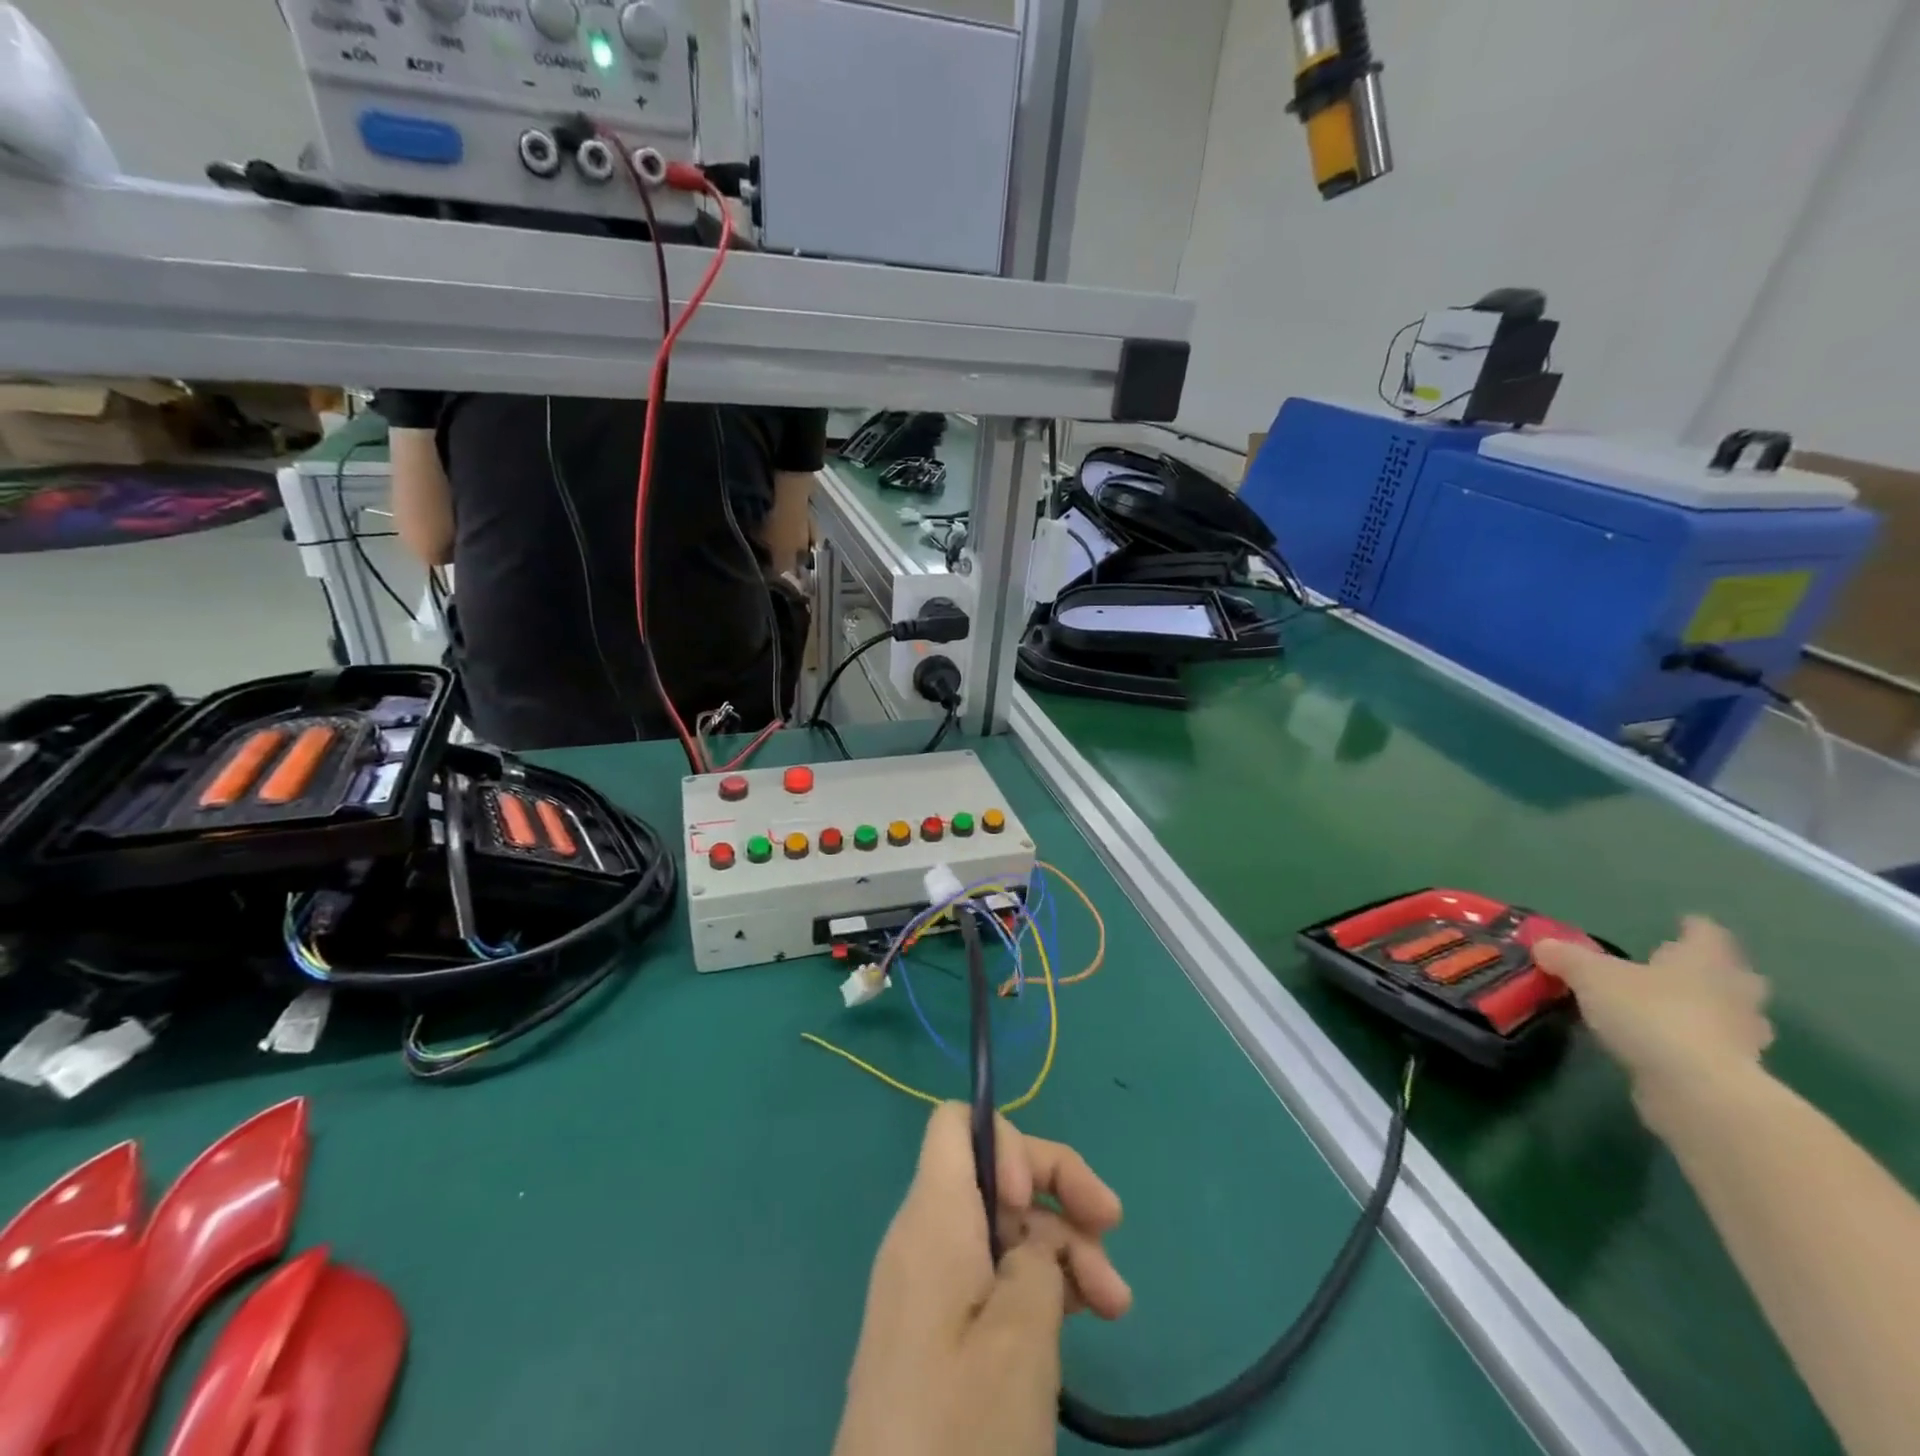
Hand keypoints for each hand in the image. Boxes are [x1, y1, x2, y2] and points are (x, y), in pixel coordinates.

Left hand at [833, 1103, 1131, 1455]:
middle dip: (1058, 1193)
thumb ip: (1039, 1262)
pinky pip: (988, 1277)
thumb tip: (1034, 1243)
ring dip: (1060, 1248)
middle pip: (993, 1175)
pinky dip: (1036, 1285)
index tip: (1037, 1199)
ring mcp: (928, 1285)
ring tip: (1113, 1305)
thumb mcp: (1020, 1336)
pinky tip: (1079, 1318)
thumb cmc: (960, 1426)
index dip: (1008, 1143)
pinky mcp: (935, 1331)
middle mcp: (924, 1236)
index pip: (957, 1123)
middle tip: (1113, 1235)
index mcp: (933, 1216)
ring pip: (1001, 1230)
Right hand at [1536, 916, 1773, 1107]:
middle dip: (1715, 972)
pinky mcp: (1736, 1073)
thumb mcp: (1590, 976)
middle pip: (1734, 976)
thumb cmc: (1648, 1013)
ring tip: (1680, 1010)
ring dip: (1715, 1011)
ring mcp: (1741, 1036)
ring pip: (1734, 1015)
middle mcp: (1731, 993)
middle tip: (1686, 969)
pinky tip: (1672, 1047)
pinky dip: (1700, 1044)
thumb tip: (1544, 945)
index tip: (1686, 923)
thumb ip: (1566, 958)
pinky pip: (1719, 1048)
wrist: (1695, 1089)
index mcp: (1702, 961)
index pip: (1705, 934)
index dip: (1694, 927)